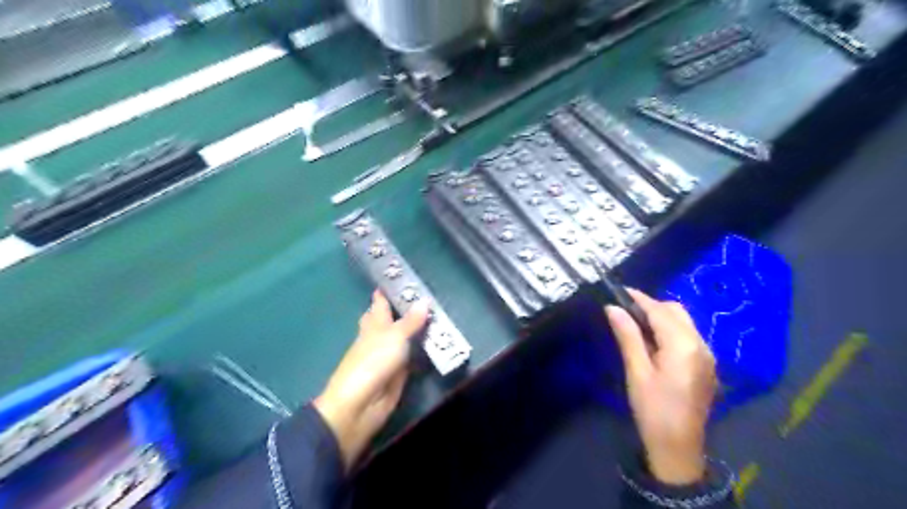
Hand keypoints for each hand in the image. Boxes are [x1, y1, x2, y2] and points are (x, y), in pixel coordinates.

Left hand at [314, 290, 428, 469]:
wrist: (360, 405)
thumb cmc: (372, 362)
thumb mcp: (394, 337)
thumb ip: (411, 321)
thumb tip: (424, 301)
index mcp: (374, 325)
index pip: (380, 303)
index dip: (386, 291)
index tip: (397, 277)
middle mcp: (380, 338)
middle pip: (388, 320)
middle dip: (399, 310)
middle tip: (420, 298)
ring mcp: (388, 357)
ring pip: (403, 338)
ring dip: (415, 330)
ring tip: (435, 317)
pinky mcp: (398, 374)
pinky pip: (411, 357)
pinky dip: (420, 350)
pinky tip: (434, 344)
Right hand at [604, 290, 719, 485]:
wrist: (679, 448)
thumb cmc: (653, 410)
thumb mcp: (637, 372)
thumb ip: (628, 336)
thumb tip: (613, 308)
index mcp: (683, 346)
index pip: (660, 311)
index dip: (639, 298)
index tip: (619, 289)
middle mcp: (701, 345)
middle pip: (676, 312)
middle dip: (651, 306)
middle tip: (624, 310)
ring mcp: (707, 356)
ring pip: (684, 322)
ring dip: (661, 317)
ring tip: (635, 324)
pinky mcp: (706, 365)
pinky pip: (688, 336)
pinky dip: (670, 330)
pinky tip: (652, 341)